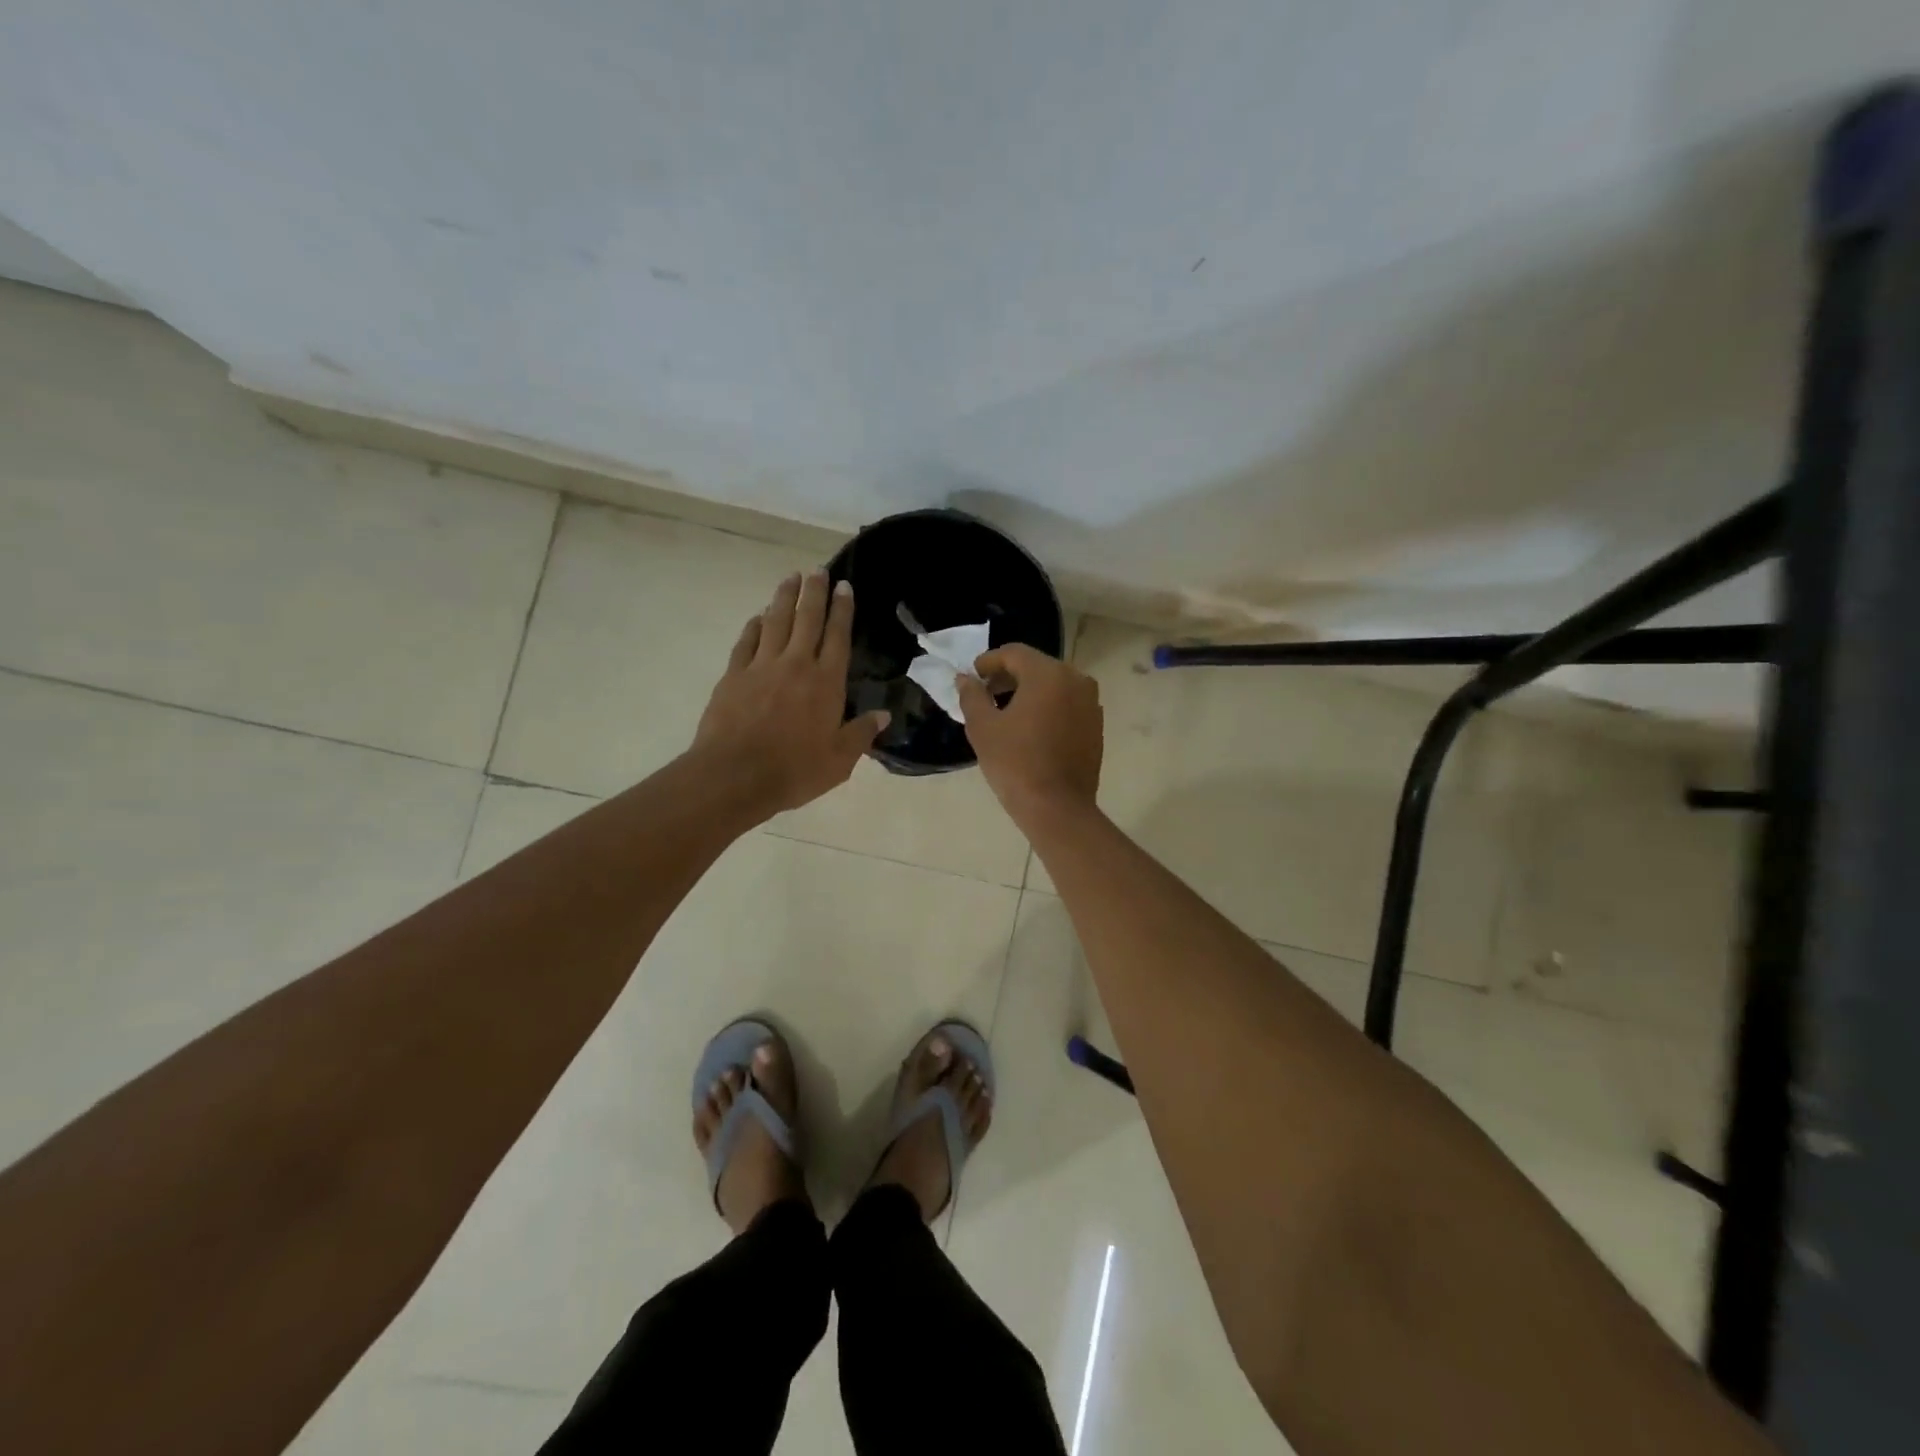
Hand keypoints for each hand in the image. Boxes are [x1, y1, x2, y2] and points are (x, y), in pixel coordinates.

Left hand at [692, 570, 888, 815]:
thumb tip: (884, 715)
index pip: (838, 637)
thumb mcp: (840, 761)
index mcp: (826, 682)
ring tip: (790, 578)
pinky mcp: (734, 675)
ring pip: (775, 622)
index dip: (842, 610)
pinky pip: (746, 641)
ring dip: (784, 598)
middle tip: (817, 571)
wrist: (735, 776)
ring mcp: (761, 666)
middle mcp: (796, 665)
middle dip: (814, 593)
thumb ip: (861, 734)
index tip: (844, 586)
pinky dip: (754, 625)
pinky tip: (758, 616)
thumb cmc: (794, 771)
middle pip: (807, 620)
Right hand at [956, 644, 1102, 827]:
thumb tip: (965, 679)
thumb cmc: (1015, 763)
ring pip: (1054, 685)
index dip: (989, 661)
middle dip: (1009, 676)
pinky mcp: (1096, 725)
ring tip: (1006, 712)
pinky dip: (1048, 707)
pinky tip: (1031, 728)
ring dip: (1029, 691)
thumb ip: (972, 695)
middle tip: (986, 693)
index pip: (1014, 653)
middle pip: (1036, 666)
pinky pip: (1067, 704)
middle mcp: (1076, 679)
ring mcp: (1091, 703)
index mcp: (1048, 674)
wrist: (1057, 808)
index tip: (973, 676)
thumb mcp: (983, 727)